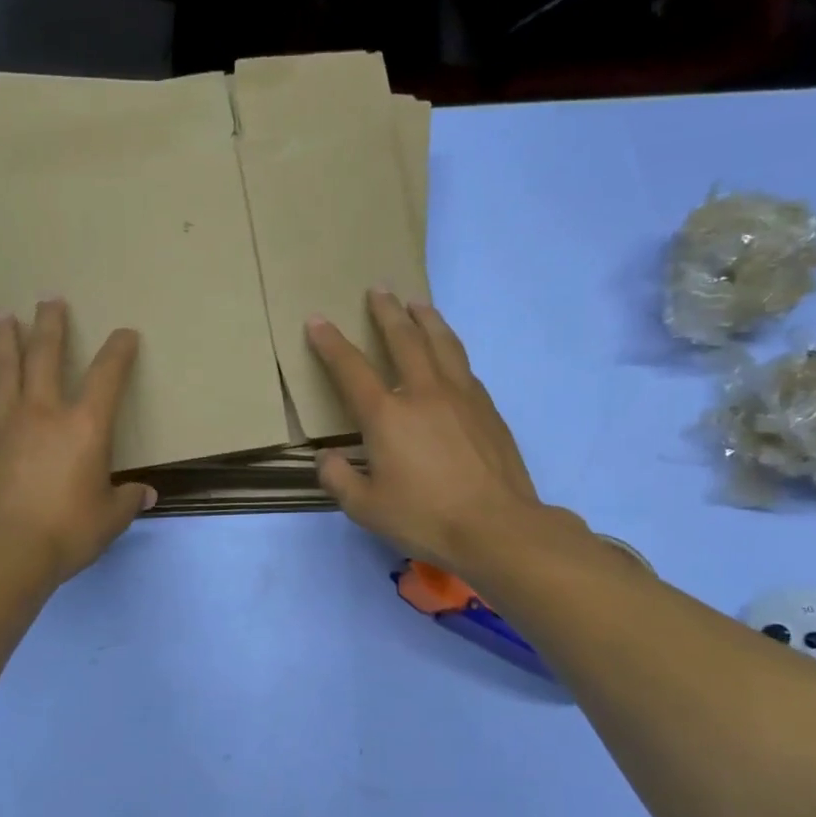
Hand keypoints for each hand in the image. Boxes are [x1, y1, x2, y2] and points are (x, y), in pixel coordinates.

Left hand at [0, 299, 154, 585]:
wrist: (6, 551)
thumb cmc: (68, 532)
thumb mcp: (110, 520)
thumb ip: (127, 501)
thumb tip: (146, 495)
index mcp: (85, 426)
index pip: (108, 375)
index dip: (119, 350)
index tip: (125, 334)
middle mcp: (44, 412)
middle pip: (45, 355)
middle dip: (50, 324)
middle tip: (49, 300)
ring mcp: (3, 423)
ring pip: (2, 370)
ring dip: (3, 340)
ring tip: (2, 318)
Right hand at [307, 291, 553, 575]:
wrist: (497, 527)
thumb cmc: (424, 517)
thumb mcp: (365, 508)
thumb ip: (338, 479)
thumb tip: (326, 458)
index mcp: (387, 416)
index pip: (351, 369)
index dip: (330, 344)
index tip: (318, 320)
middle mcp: (423, 393)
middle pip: (404, 339)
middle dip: (386, 312)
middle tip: (378, 290)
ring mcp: (462, 396)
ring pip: (442, 343)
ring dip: (426, 318)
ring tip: (418, 302)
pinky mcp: (488, 409)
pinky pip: (464, 366)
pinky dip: (450, 349)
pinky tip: (450, 353)